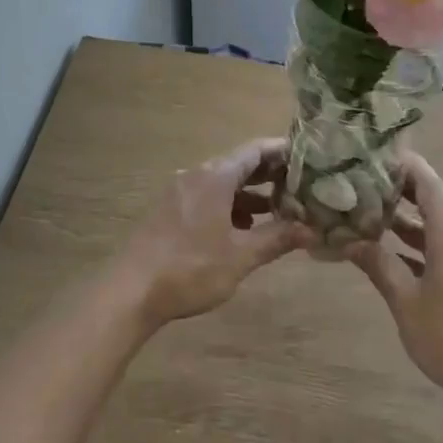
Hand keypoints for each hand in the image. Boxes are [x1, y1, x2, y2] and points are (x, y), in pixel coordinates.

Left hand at [111, 138, 312, 327]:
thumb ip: (277, 239)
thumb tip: (312, 230)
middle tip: (301, 185)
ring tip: (278, 211)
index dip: (284, 152)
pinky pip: (206, 198)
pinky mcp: (168, 211)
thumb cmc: (190, 269)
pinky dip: (229, 206)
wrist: (130, 292)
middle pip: (239, 164)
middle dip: (270, 175)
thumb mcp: (240, 256)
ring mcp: (179, 193)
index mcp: (215, 177)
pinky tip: (242, 231)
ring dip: (250, 194)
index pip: (256, 150)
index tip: (310, 158)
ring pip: (222, 183)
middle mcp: (196, 176)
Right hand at [348, 153, 442, 407]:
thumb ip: (378, 265)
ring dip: (407, 220)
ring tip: (367, 215)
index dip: (399, 164)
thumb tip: (348, 240)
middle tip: (358, 185)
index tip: (368, 155)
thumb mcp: (406, 302)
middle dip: (396, 192)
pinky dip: (422, 244)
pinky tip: (393, 252)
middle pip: (433, 199)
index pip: (426, 180)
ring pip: (439, 225)